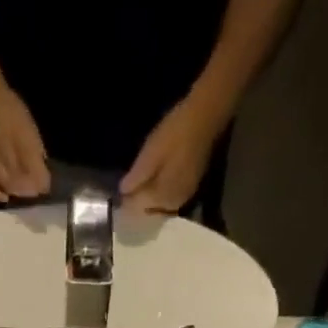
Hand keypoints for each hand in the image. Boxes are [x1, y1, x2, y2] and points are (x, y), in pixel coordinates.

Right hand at [0, 84, 49, 202]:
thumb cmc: (11, 109)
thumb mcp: (29, 125)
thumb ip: (36, 147)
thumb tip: (43, 165)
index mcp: (23, 144)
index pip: (37, 171)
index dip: (43, 182)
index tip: (47, 186)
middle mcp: (8, 156)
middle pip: (22, 182)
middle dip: (31, 190)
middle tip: (35, 192)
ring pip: (8, 185)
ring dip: (18, 193)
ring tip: (23, 193)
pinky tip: (4, 198)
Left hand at [120, 99, 223, 213]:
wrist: (206, 116)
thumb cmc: (175, 133)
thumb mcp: (151, 153)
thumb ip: (136, 177)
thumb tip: (123, 193)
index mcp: (160, 198)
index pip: (136, 209)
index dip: (126, 201)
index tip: (120, 190)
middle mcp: (172, 205)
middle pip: (148, 211)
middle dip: (138, 201)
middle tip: (130, 185)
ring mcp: (183, 198)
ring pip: (159, 206)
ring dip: (149, 199)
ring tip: (142, 182)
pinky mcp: (190, 189)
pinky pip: (169, 199)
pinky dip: (160, 194)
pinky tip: (157, 179)